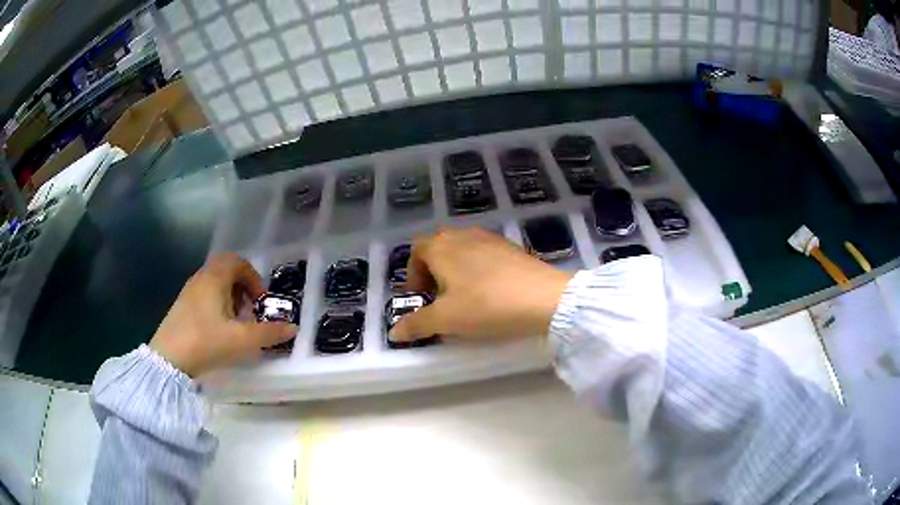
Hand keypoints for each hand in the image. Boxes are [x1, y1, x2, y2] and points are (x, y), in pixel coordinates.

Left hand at [150, 253, 297, 376]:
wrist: (168, 359)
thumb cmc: (206, 342)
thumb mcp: (242, 340)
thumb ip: (269, 333)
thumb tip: (293, 328)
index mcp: (214, 278)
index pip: (237, 261)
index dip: (254, 278)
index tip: (260, 302)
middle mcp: (200, 279)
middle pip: (226, 271)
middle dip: (243, 288)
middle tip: (249, 311)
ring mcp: (189, 292)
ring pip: (215, 284)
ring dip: (230, 298)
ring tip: (236, 323)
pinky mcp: (182, 307)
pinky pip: (204, 296)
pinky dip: (217, 306)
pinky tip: (218, 330)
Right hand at [391, 227, 571, 341]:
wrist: (543, 298)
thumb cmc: (486, 306)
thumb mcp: (446, 320)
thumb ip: (416, 324)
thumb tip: (394, 333)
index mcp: (441, 246)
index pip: (416, 251)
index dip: (413, 274)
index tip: (421, 297)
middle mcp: (463, 235)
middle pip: (438, 247)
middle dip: (433, 271)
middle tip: (440, 298)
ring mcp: (489, 238)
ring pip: (462, 250)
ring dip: (456, 270)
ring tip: (465, 296)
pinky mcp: (510, 246)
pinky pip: (483, 254)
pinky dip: (478, 269)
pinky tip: (490, 291)